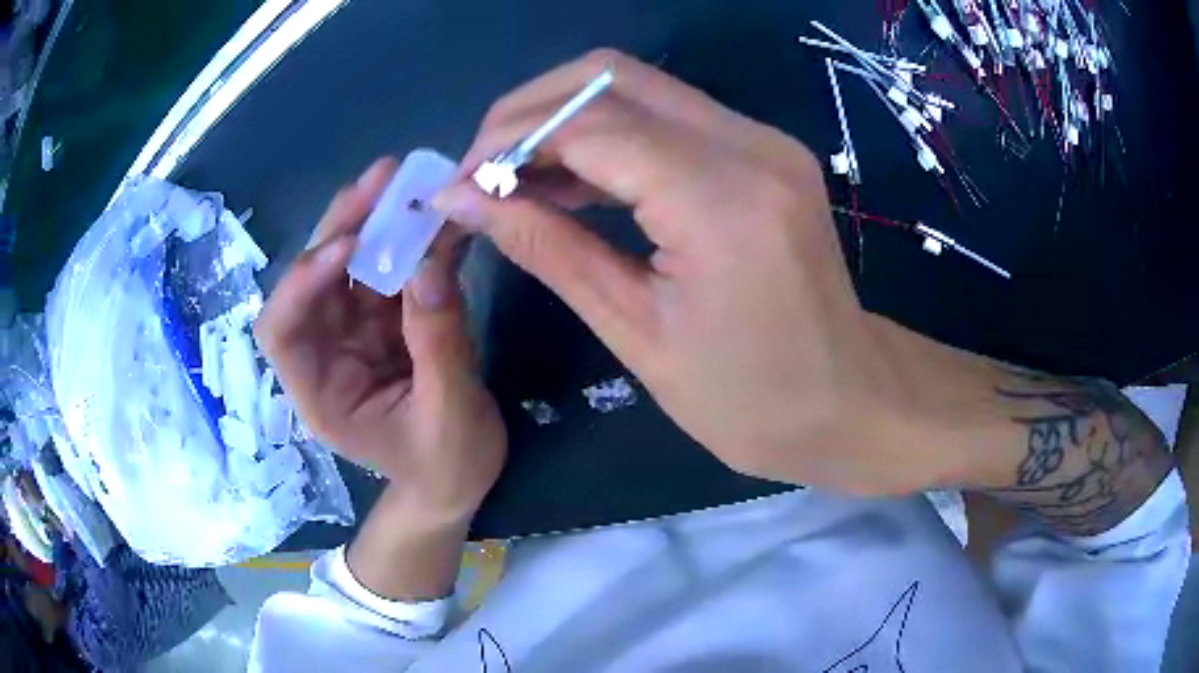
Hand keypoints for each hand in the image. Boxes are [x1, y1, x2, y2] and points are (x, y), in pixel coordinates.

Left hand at [255, 159, 506, 522]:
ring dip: (379, 221)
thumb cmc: (447, 467)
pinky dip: (415, 241)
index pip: (282, 331)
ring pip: (354, 265)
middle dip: (343, 227)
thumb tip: (428, 265)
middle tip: (383, 180)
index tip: (348, 246)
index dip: (301, 284)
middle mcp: (327, 353)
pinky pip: (394, 271)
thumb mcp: (449, 417)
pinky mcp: (387, 320)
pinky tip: (437, 215)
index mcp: (320, 393)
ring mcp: (356, 333)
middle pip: (314, 281)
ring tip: (411, 183)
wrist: (459, 483)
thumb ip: (439, 344)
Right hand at [431, 51, 944, 494]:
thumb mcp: (637, 335)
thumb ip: (548, 248)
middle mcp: (749, 144)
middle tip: (484, 170)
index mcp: (721, 198)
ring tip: (514, 179)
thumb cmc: (750, 400)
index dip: (508, 141)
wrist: (849, 401)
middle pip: (610, 75)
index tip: (459, 184)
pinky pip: (667, 116)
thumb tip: (466, 199)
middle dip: (529, 111)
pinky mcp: (764, 150)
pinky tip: (570, 179)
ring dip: (564, 118)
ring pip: (636, 85)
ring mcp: (763, 140)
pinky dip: (607, 135)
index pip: (588, 121)